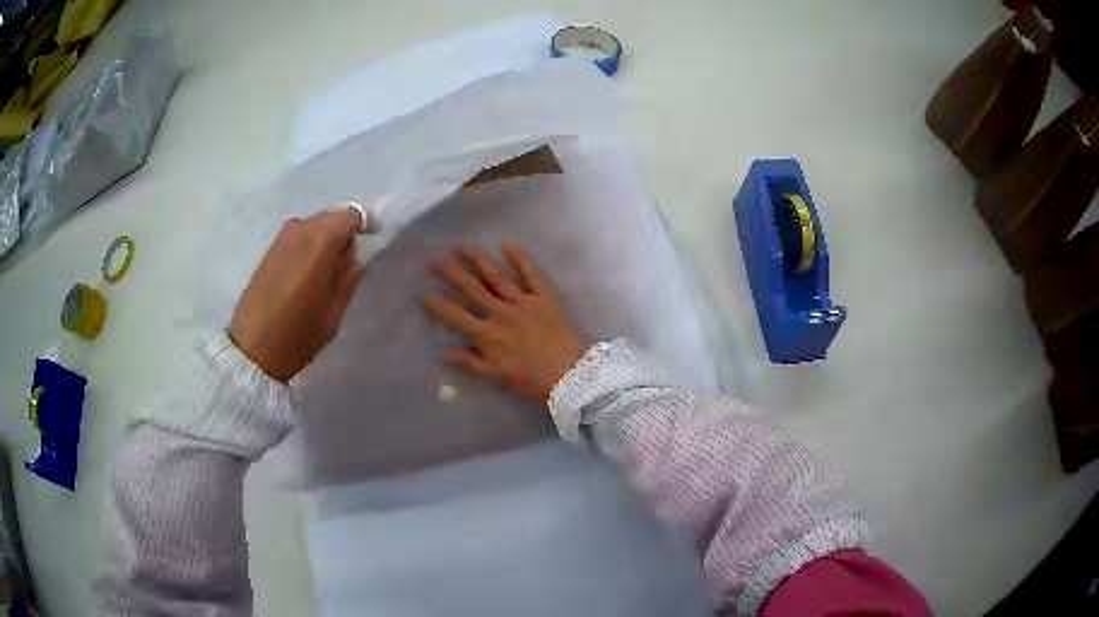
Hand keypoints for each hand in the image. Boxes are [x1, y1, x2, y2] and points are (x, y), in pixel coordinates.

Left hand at [229, 208, 366, 381]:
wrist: (252, 349)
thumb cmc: (298, 335)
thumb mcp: (334, 312)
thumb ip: (349, 277)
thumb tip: (355, 256)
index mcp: (320, 242)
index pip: (352, 215)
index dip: (366, 225)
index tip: (373, 241)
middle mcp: (300, 229)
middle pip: (333, 216)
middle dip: (345, 232)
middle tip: (350, 260)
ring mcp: (282, 237)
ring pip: (315, 224)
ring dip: (326, 238)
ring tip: (328, 268)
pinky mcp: (270, 248)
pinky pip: (300, 235)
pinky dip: (310, 244)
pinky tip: (309, 270)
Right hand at [419, 243, 587, 401]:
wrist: (572, 373)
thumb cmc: (534, 380)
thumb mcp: (498, 376)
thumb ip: (471, 362)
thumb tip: (444, 352)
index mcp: (488, 336)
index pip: (456, 316)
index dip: (437, 303)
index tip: (422, 291)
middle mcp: (501, 313)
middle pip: (471, 289)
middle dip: (451, 273)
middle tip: (434, 259)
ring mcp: (523, 302)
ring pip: (495, 276)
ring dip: (477, 259)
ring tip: (462, 246)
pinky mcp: (544, 297)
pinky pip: (530, 274)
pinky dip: (520, 258)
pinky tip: (507, 245)